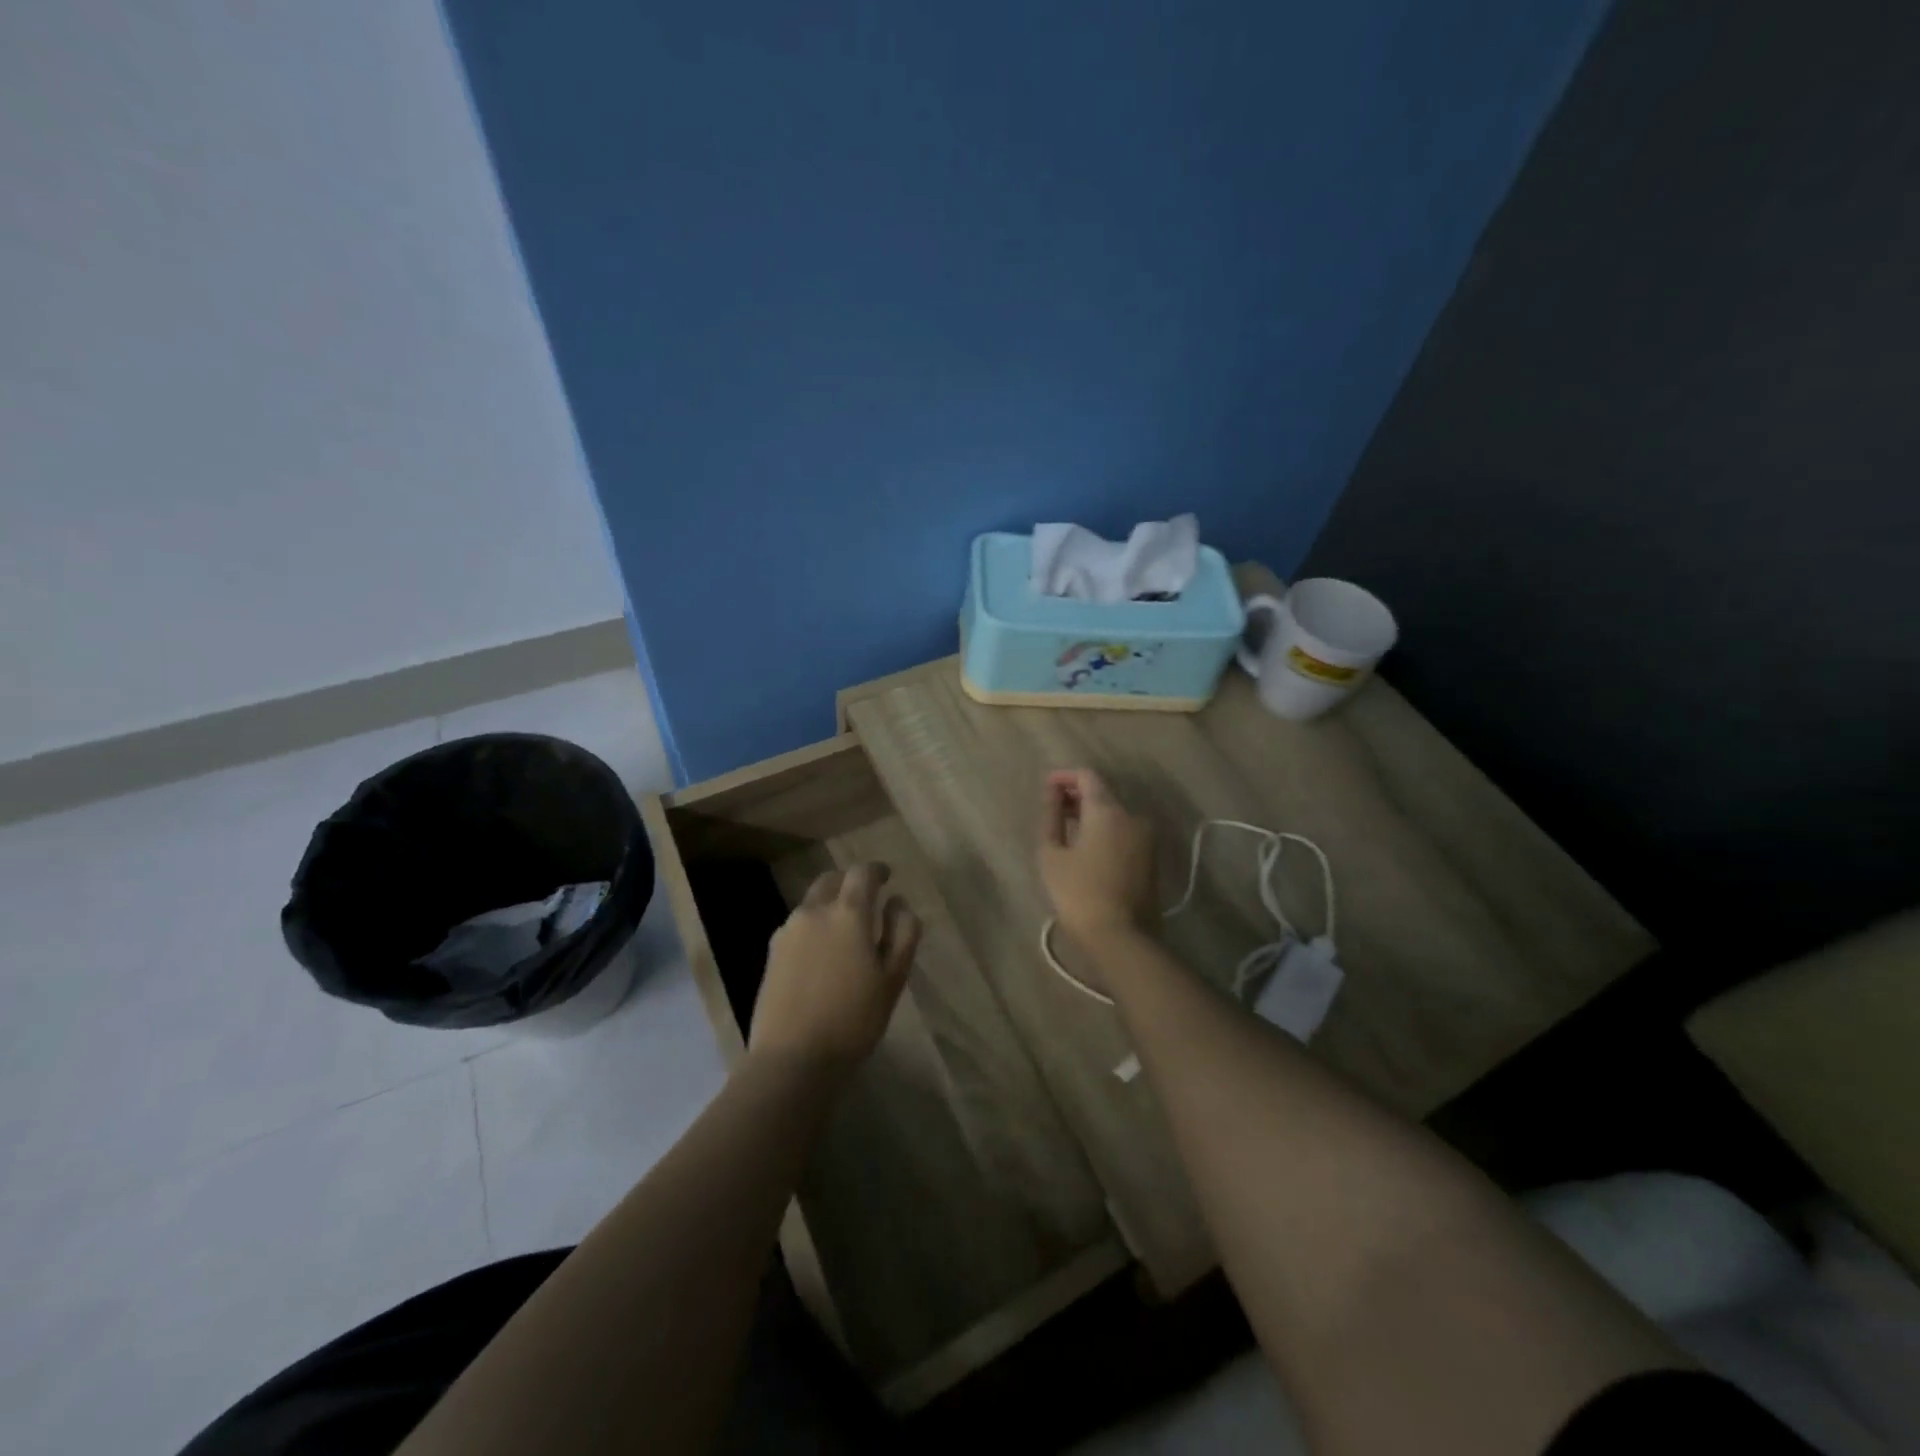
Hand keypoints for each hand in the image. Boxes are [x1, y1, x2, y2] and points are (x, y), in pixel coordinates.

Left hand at [749, 862, 920, 1073]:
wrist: (793, 1058)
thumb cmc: (854, 1018)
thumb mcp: (894, 977)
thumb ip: (902, 932)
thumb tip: (898, 902)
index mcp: (848, 912)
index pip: (862, 873)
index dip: (877, 870)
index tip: (887, 877)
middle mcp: (814, 911)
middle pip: (832, 880)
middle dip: (850, 882)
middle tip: (867, 899)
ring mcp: (788, 930)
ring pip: (812, 902)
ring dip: (830, 904)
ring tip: (845, 929)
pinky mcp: (772, 952)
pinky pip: (798, 925)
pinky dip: (814, 925)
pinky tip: (822, 952)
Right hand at [1039, 769, 1158, 939]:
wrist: (1122, 938)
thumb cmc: (1079, 893)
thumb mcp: (1052, 854)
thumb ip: (1051, 816)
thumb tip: (1052, 792)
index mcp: (1108, 810)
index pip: (1087, 776)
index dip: (1065, 777)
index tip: (1046, 788)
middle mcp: (1132, 817)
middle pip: (1103, 794)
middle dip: (1078, 797)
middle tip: (1053, 810)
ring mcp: (1146, 838)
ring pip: (1115, 815)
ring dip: (1092, 816)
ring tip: (1067, 831)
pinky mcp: (1151, 859)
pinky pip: (1124, 833)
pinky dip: (1105, 832)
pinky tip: (1087, 849)